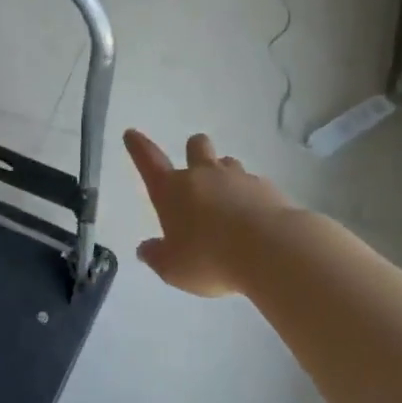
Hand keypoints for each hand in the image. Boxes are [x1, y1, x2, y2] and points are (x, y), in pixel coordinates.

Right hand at [124, 129, 293, 296]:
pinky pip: (254, 184)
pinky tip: (254, 220)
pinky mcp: (267, 188)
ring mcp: (238, 178)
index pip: (149, 160)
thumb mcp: (173, 268)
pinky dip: (250, 197)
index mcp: (172, 190)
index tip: (132, 134)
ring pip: (227, 163)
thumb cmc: (210, 258)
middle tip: (196, 171)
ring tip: (228, 203)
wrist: (270, 250)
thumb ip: (157, 256)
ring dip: (224, 175)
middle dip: (194, 151)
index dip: (138, 147)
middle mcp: (203, 176)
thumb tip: (146, 249)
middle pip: (196, 146)